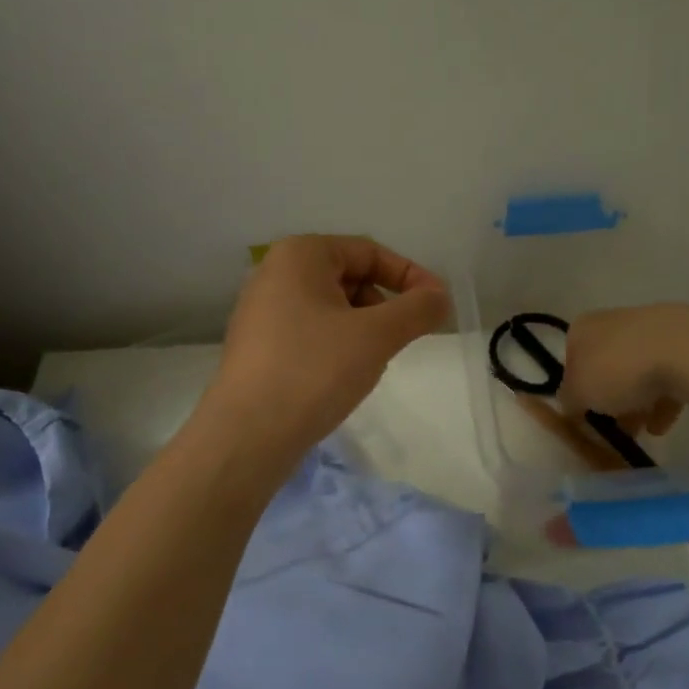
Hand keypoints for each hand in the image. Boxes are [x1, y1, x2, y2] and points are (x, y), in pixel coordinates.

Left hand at [211, 236, 449, 449]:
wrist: (247, 436)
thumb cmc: (314, 370)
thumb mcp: (376, 335)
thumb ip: (417, 309)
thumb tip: (441, 296)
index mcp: (299, 254)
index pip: (369, 252)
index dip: (410, 277)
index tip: (438, 306)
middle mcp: (274, 273)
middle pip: (349, 277)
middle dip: (384, 305)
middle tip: (400, 339)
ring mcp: (261, 311)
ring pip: (331, 307)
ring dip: (363, 328)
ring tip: (369, 362)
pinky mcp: (257, 346)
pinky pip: (310, 331)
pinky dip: (336, 345)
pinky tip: (341, 377)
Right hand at [560, 304, 688, 435]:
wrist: (685, 350)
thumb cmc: (618, 369)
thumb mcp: (579, 393)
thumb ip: (568, 401)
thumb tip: (570, 405)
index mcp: (583, 327)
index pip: (571, 359)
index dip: (576, 390)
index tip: (585, 415)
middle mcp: (614, 321)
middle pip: (606, 366)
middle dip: (610, 399)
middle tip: (614, 427)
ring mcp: (652, 329)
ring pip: (638, 371)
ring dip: (637, 402)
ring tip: (642, 432)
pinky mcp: (685, 342)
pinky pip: (668, 375)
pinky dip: (663, 400)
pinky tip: (664, 425)